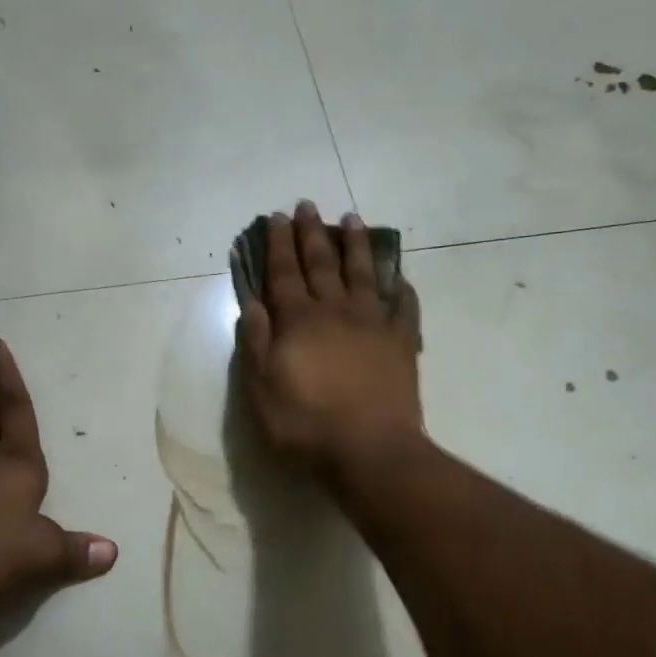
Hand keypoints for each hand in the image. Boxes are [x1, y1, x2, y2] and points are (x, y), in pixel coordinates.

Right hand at [236, 202, 422, 472]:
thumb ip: (257, 341)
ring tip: (352, 219)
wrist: (370, 452)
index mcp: (299, 321)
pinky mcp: (402, 343)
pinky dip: (401, 288)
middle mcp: (336, 311)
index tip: (275, 216)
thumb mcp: (261, 389)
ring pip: (363, 274)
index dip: (278, 244)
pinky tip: (399, 276)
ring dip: (355, 245)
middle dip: (311, 232)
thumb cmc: (305, 424)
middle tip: (307, 205)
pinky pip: (403, 307)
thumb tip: (251, 301)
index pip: (284, 272)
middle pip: (321, 264)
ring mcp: (373, 324)